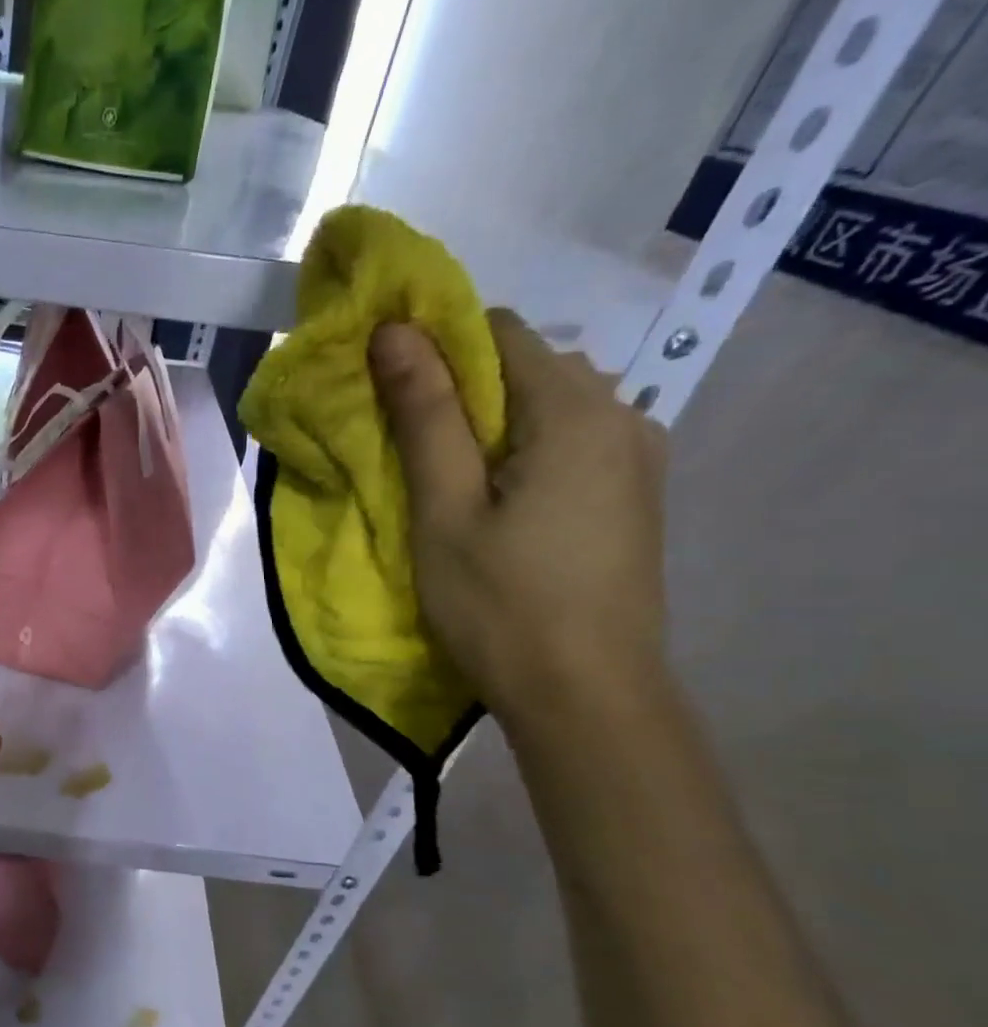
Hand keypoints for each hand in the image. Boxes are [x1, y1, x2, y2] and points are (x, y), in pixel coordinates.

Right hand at [368, 310, 668, 726]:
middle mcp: (622, 415)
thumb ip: (425, 415)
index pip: (500, 332)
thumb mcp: (445, 510)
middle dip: (461, 391)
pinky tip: (497, 504)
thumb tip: (394, 330)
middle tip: (408, 449)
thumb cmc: (501, 604)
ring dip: (491, 427)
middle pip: (529, 366)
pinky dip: (523, 453)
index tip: (389, 393)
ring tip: (448, 484)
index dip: (437, 348)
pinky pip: (572, 443)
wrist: (587, 697)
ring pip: (550, 407)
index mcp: (575, 411)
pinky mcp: (634, 496)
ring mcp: (638, 458)